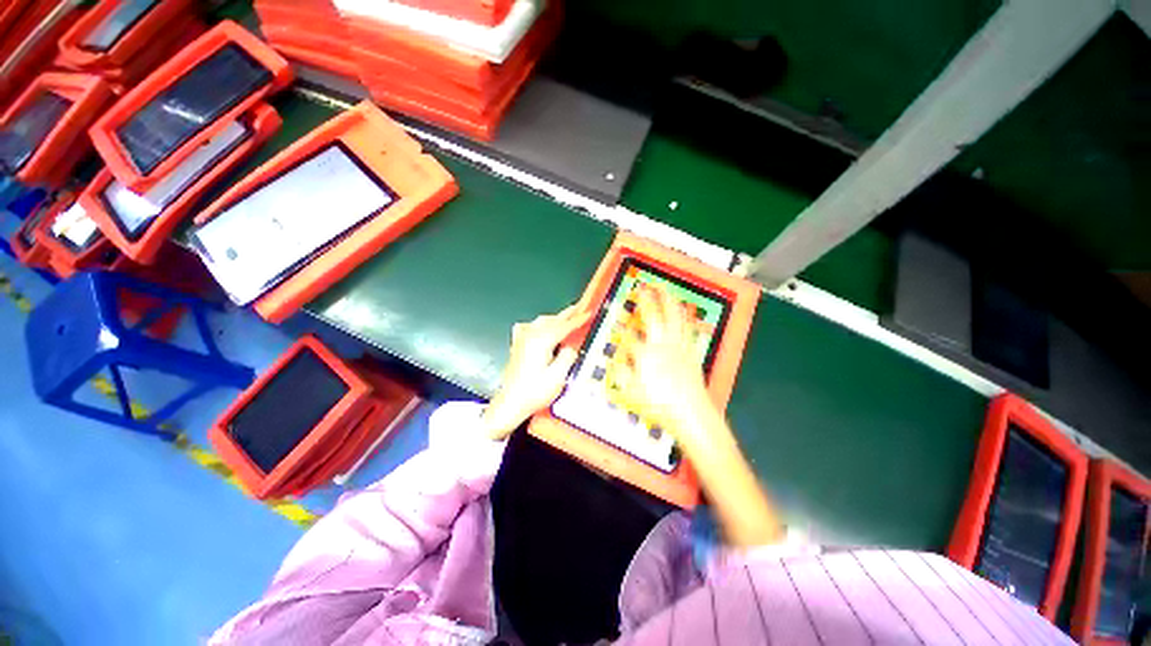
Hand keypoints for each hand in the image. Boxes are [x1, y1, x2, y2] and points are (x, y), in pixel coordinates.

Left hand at [481, 305, 589, 439]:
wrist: (510, 403)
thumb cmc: (535, 392)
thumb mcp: (558, 377)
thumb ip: (567, 357)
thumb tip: (571, 346)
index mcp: (541, 340)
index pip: (564, 327)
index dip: (577, 320)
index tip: (589, 313)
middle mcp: (530, 335)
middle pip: (552, 320)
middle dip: (566, 314)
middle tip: (579, 308)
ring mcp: (521, 339)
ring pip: (541, 322)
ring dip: (555, 319)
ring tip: (566, 318)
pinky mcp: (517, 346)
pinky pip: (529, 328)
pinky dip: (539, 325)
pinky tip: (539, 328)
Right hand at [608, 287, 715, 445]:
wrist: (691, 413)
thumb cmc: (659, 404)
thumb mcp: (633, 391)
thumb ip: (623, 371)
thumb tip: (616, 357)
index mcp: (645, 354)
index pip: (630, 336)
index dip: (623, 325)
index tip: (618, 314)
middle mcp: (662, 344)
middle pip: (654, 316)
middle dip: (648, 300)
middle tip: (644, 286)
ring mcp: (678, 346)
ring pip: (674, 318)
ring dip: (668, 302)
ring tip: (666, 290)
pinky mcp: (690, 351)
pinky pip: (686, 328)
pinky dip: (683, 316)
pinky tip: (682, 311)